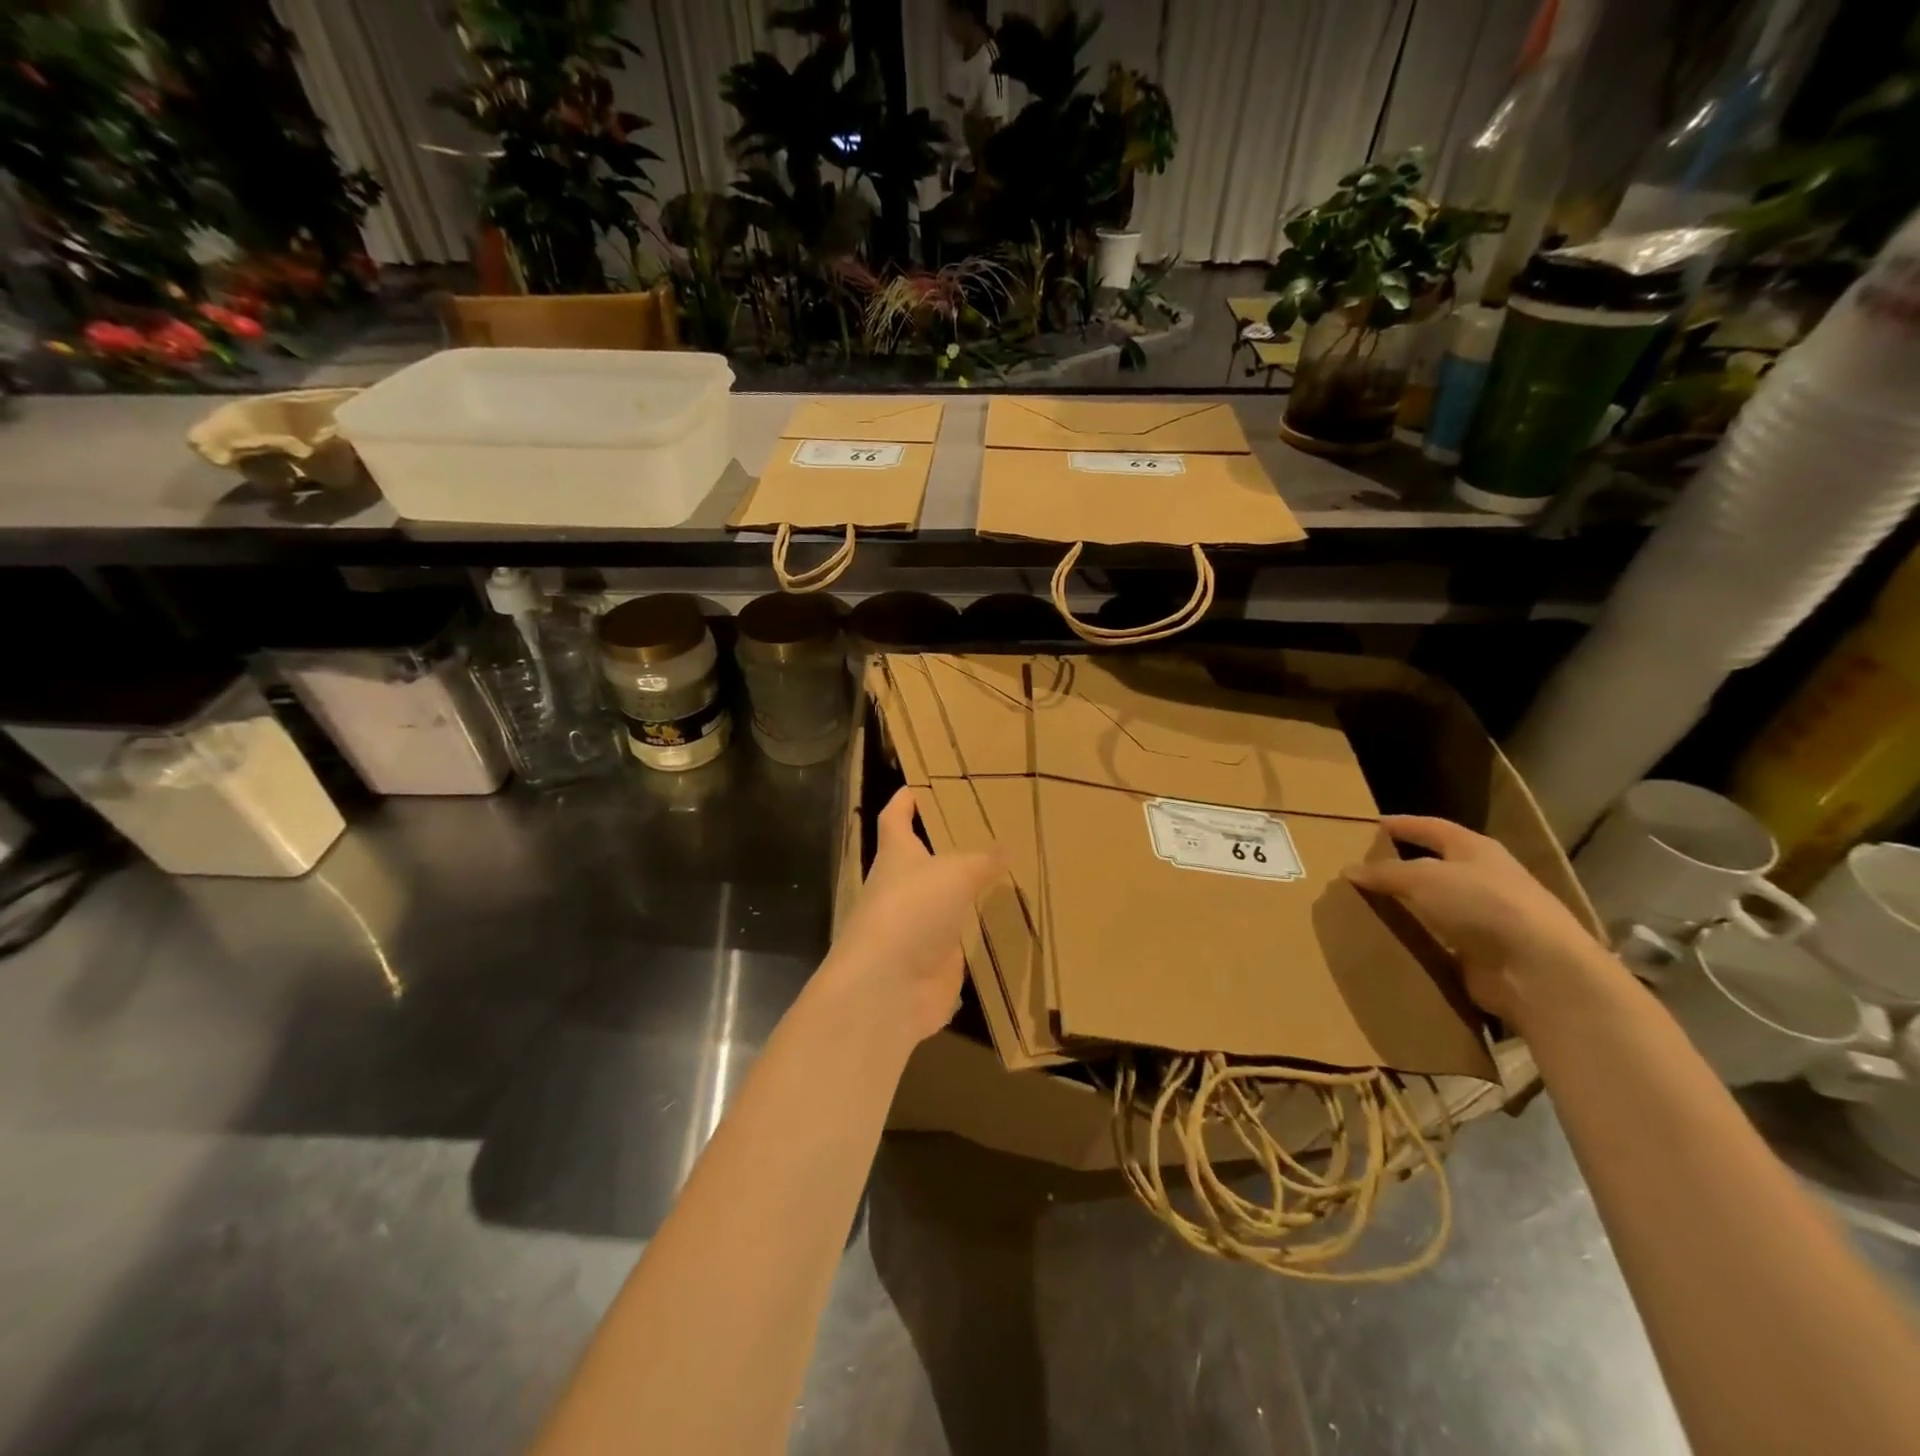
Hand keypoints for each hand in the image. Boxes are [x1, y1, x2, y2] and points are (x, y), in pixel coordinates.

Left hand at [827, 788, 1001, 1042]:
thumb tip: (1006, 848)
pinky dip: (983, 932)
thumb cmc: (911, 910)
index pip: (896, 817)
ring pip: (947, 901)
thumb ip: (982, 860)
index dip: (906, 800)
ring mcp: (918, 927)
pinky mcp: (935, 962)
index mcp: (896, 855)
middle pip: (925, 860)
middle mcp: (904, 888)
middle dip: (950, 845)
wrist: (888, 988)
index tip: (920, 784)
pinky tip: (1013, 922)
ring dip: (970, 891)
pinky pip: (964, 940)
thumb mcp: (954, 873)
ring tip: (1012, 871)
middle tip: (990, 828)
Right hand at [1346, 815, 1614, 1029]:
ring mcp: (1485, 919)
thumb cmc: (1482, 904)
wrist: (1538, 970)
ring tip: (1364, 906)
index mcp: (1476, 850)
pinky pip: (1437, 941)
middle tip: (1360, 870)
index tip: (1369, 825)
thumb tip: (1349, 870)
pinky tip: (1387, 940)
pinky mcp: (1481, 955)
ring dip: (1406, 907)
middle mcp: (1483, 880)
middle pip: (1434, 867)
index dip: (1402, 824)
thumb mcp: (1423, 878)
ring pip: (1434, 906)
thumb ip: (1385, 872)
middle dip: (1400, 867)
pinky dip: (1415, 940)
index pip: (1432, 827)